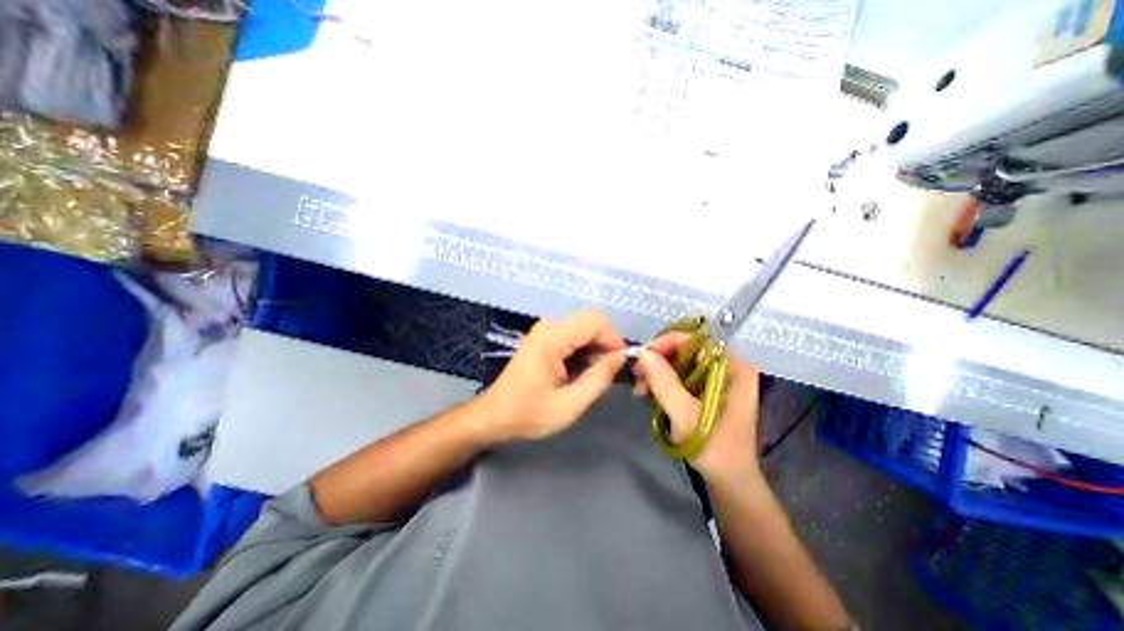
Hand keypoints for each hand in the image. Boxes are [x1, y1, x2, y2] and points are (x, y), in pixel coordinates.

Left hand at [479, 309, 627, 440]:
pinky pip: (573, 336)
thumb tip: (621, 357)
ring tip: (595, 376)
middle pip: (591, 322)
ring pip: (584, 329)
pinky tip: (581, 372)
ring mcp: (545, 331)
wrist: (494, 416)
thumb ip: (599, 378)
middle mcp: (549, 326)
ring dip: (595, 349)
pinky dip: (584, 351)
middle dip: (606, 345)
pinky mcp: (544, 339)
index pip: (596, 322)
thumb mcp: (570, 404)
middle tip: (609, 373)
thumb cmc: (528, 414)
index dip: (614, 340)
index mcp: (552, 338)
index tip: (620, 366)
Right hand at [631, 336, 763, 481]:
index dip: (666, 343)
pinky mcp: (707, 389)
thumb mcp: (686, 416)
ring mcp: (718, 378)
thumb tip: (643, 354)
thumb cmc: (715, 450)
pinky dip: (663, 382)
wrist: (729, 481)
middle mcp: (728, 366)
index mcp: (734, 367)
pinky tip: (649, 393)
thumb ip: (664, 383)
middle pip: (686, 350)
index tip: (642, 357)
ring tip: (640, 389)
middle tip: (637, 376)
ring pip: (680, 362)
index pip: (696, 340)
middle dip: (658, 361)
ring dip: (657, 372)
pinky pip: (681, 375)